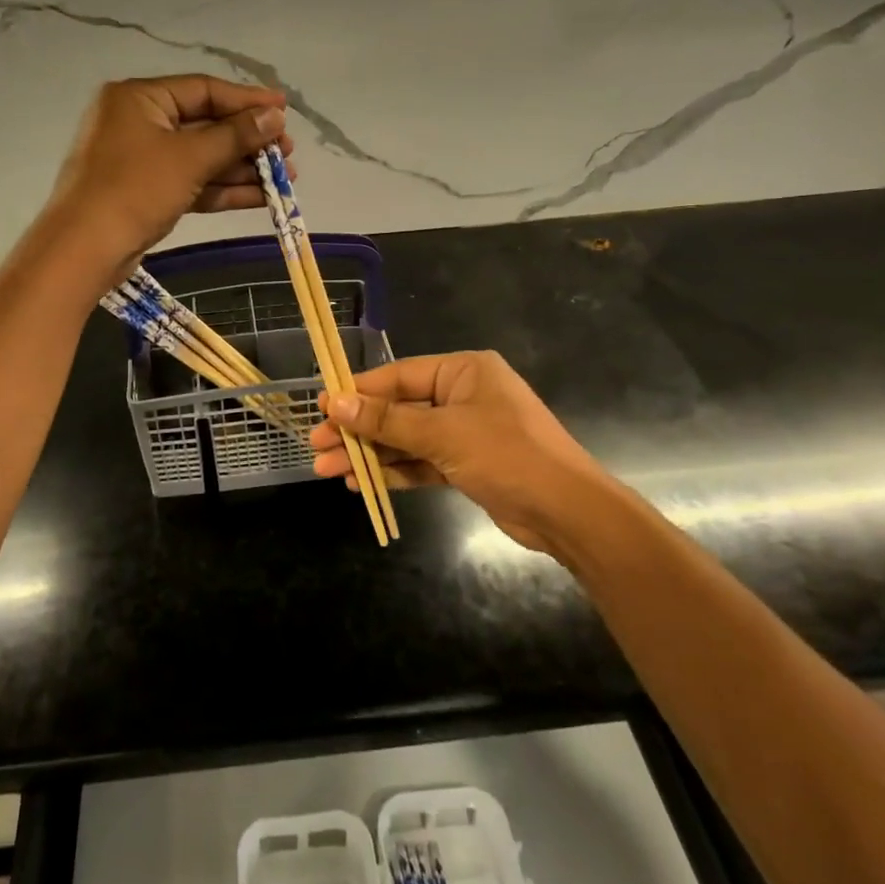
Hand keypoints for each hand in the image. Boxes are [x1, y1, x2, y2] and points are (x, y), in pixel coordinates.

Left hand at [43, 75, 294, 287]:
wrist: (83, 250)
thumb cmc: (134, 189)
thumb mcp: (189, 158)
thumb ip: (235, 136)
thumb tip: (274, 117)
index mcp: (139, 98)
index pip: (203, 90)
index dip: (247, 100)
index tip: (284, 110)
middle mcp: (138, 122)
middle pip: (205, 124)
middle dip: (248, 140)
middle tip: (287, 150)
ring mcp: (141, 160)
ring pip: (201, 157)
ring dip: (241, 168)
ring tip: (285, 177)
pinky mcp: (146, 192)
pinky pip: (191, 182)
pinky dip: (222, 189)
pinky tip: (261, 197)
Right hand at [310, 351, 616, 557]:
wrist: (567, 512)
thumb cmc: (507, 455)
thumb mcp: (442, 434)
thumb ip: (387, 421)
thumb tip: (334, 403)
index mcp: (462, 371)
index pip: (398, 376)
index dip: (358, 393)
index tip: (322, 407)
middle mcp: (462, 394)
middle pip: (398, 408)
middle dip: (359, 430)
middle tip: (317, 446)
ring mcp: (465, 431)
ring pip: (406, 438)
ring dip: (371, 454)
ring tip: (328, 469)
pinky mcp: (466, 464)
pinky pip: (421, 461)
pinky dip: (395, 471)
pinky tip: (362, 483)